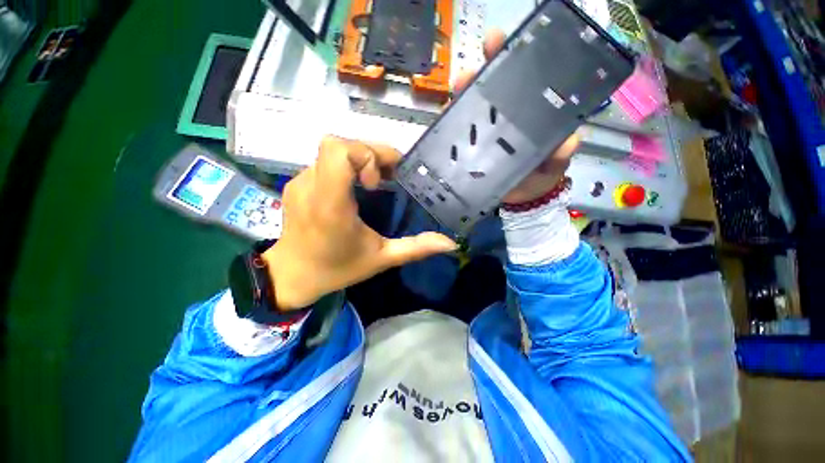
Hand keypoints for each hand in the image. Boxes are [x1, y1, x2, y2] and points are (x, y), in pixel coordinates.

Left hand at [263, 136, 457, 309]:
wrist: (292, 276)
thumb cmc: (337, 268)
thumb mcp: (381, 259)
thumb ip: (415, 248)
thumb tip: (449, 243)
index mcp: (330, 205)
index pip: (338, 151)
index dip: (366, 154)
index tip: (379, 180)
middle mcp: (310, 187)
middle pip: (337, 144)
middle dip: (369, 155)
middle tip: (385, 178)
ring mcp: (299, 183)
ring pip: (331, 151)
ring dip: (358, 160)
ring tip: (374, 183)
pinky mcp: (295, 184)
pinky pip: (324, 162)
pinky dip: (345, 168)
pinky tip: (354, 189)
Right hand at [454, 30, 579, 203]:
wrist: (517, 199)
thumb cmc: (538, 178)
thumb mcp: (554, 164)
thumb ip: (561, 154)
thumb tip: (569, 141)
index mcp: (526, 117)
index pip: (517, 84)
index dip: (508, 61)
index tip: (498, 43)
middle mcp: (502, 120)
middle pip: (489, 92)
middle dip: (481, 73)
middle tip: (474, 65)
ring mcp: (482, 135)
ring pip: (469, 110)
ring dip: (462, 96)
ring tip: (459, 87)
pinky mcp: (468, 150)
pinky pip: (456, 134)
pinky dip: (450, 124)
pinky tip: (446, 116)